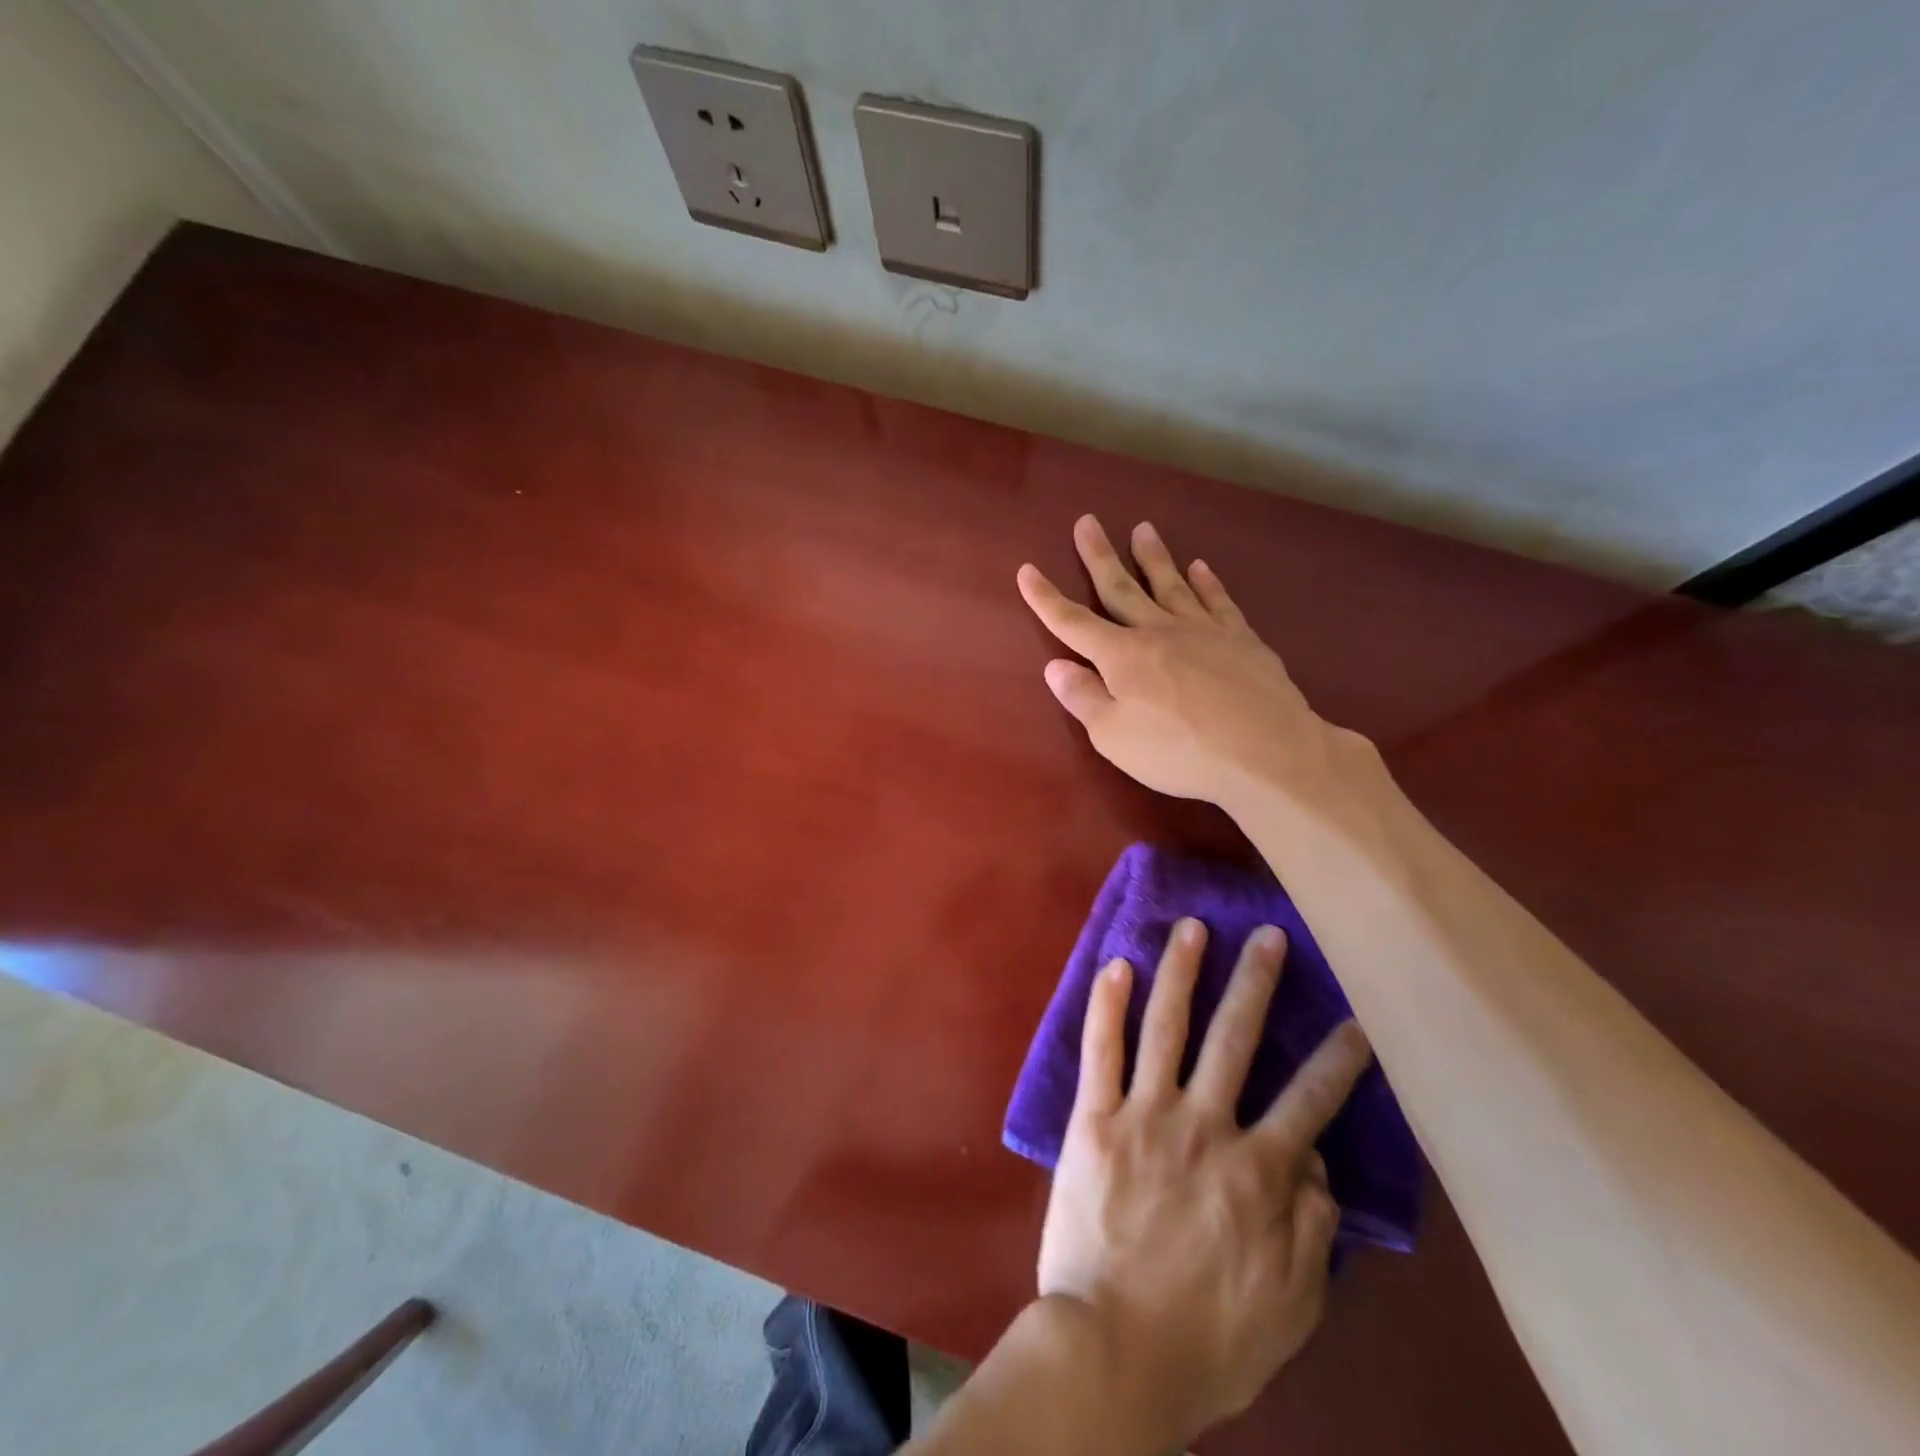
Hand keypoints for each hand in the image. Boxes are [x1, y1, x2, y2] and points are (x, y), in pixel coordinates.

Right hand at [1017, 515, 1371, 809]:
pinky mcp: (1242, 639)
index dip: (1046, 599)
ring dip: (1153, 557)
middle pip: (1121, 588)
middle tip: (1087, 521)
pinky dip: (1207, 582)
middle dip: (1100, 556)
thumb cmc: (1179, 752)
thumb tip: (1055, 667)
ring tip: (1142, 529)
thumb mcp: (1114, 737)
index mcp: (1122, 657)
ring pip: (1171, 584)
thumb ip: (1084, 698)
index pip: (1073, 623)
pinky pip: (1218, 601)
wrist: (1267, 751)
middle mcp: (1159, 632)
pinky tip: (1201, 567)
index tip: (1027, 571)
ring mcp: (1204, 631)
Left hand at [1037, 917, 1373, 1449]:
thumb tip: (1318, 1165)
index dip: (1339, 1058)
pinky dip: (1107, 1005)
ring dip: (1182, 971)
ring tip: (1192, 927)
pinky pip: (1100, 1051)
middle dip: (1256, 982)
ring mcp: (1144, 1114)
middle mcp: (1204, 1126)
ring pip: (1167, 1026)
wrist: (1113, 1353)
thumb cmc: (1208, 1341)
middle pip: (1235, 1038)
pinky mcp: (1092, 1118)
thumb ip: (1313, 1231)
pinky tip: (1116, 965)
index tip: (1357, 1017)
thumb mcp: (1291, 1307)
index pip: (1310, 1100)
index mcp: (1258, 1172)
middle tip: (1268, 935)